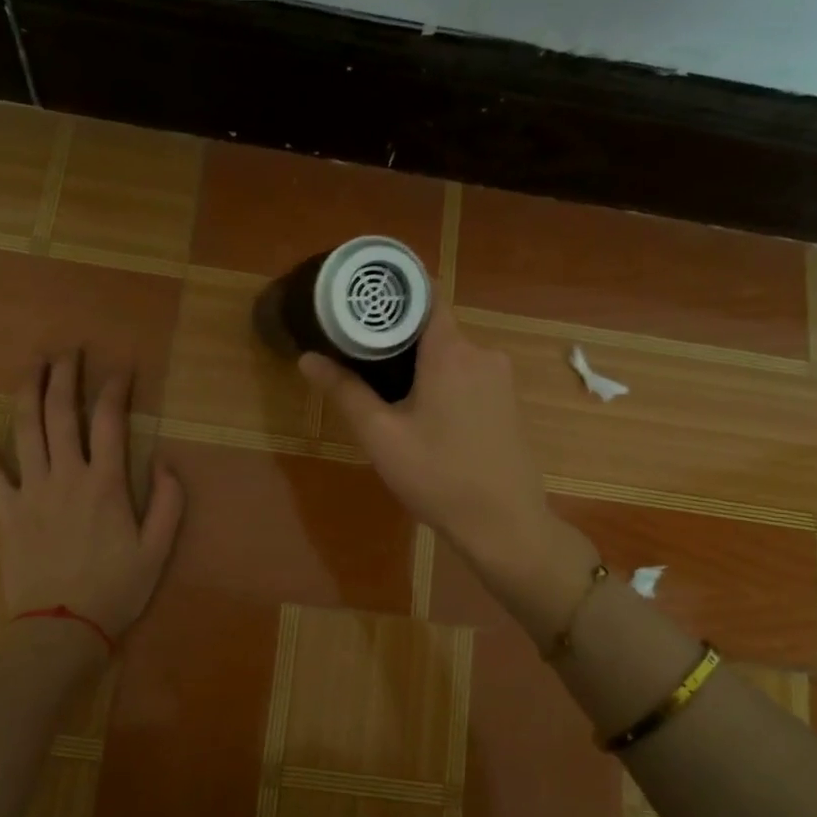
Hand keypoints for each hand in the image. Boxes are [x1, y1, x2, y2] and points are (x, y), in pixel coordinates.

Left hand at [0, 352, 183, 641]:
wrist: (61, 630)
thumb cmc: (115, 591)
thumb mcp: (158, 551)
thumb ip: (168, 503)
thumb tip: (165, 462)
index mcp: (106, 484)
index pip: (110, 421)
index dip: (116, 389)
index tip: (122, 369)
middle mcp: (67, 476)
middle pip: (62, 412)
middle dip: (67, 375)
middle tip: (70, 350)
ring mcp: (31, 490)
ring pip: (27, 428)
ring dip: (29, 389)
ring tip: (34, 361)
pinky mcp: (5, 510)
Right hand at [298, 305, 554, 572]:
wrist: (504, 525)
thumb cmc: (438, 477)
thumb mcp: (381, 436)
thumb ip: (345, 392)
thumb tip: (308, 358)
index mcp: (451, 352)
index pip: (425, 295)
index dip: (394, 291)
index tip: (361, 297)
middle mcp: (482, 353)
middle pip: (434, 327)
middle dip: (398, 337)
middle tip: (358, 353)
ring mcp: (501, 378)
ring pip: (450, 354)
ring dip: (420, 364)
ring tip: (385, 387)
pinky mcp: (508, 402)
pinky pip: (468, 375)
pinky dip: (442, 381)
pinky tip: (422, 412)